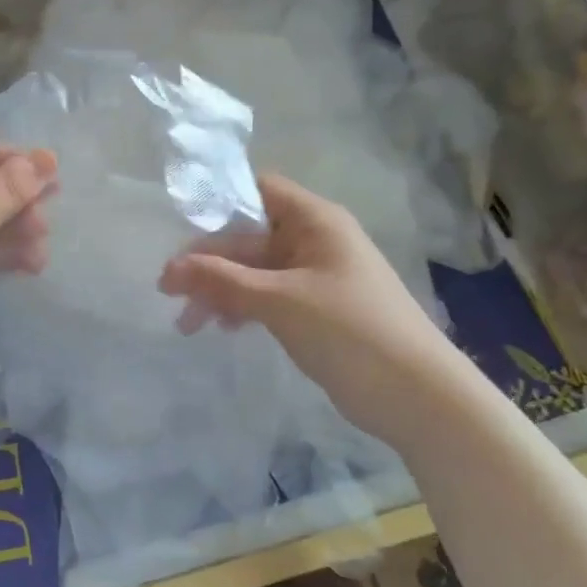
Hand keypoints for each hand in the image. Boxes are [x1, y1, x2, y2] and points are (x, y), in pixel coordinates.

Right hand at [158, 173, 468, 444]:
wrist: (418, 396)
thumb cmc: (350, 331)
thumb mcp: (280, 300)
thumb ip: (222, 280)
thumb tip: (169, 269)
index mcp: (315, 220)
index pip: (257, 190)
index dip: (218, 202)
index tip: (179, 227)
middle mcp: (315, 240)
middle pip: (249, 236)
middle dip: (209, 262)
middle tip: (168, 291)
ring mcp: (316, 276)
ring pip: (255, 271)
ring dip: (220, 290)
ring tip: (187, 323)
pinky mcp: (316, 309)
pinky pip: (268, 296)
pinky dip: (242, 307)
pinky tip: (222, 328)